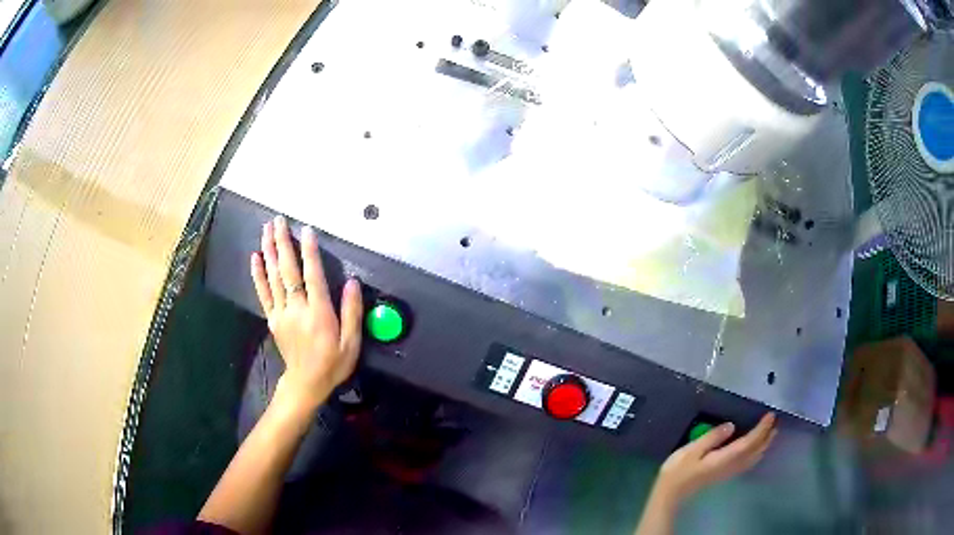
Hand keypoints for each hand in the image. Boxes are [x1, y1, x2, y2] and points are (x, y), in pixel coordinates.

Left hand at [251, 216, 362, 413]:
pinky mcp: (272, 319)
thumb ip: (352, 312)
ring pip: (273, 277)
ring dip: (269, 251)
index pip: (312, 275)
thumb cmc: (333, 363)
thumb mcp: (351, 343)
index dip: (309, 251)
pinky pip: (263, 293)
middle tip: (278, 220)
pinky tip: (255, 257)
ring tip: (266, 229)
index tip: (306, 230)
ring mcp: (281, 313)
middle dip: (282, 243)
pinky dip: (258, 274)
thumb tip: (353, 283)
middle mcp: (297, 308)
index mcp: (318, 312)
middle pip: (287, 270)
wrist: (306, 383)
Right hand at [656, 413, 776, 502]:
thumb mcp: (691, 450)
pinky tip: (756, 450)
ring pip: (753, 458)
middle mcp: (731, 465)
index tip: (770, 415)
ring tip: (771, 433)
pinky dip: (757, 453)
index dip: (761, 429)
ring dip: (764, 445)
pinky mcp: (725, 474)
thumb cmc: (678, 470)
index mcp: (725, 458)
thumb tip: (731, 426)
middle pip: (755, 451)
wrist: (671, 493)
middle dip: (767, 436)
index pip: (749, 442)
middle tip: (775, 421)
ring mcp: (729, 471)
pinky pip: (748, 462)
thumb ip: (712, 437)